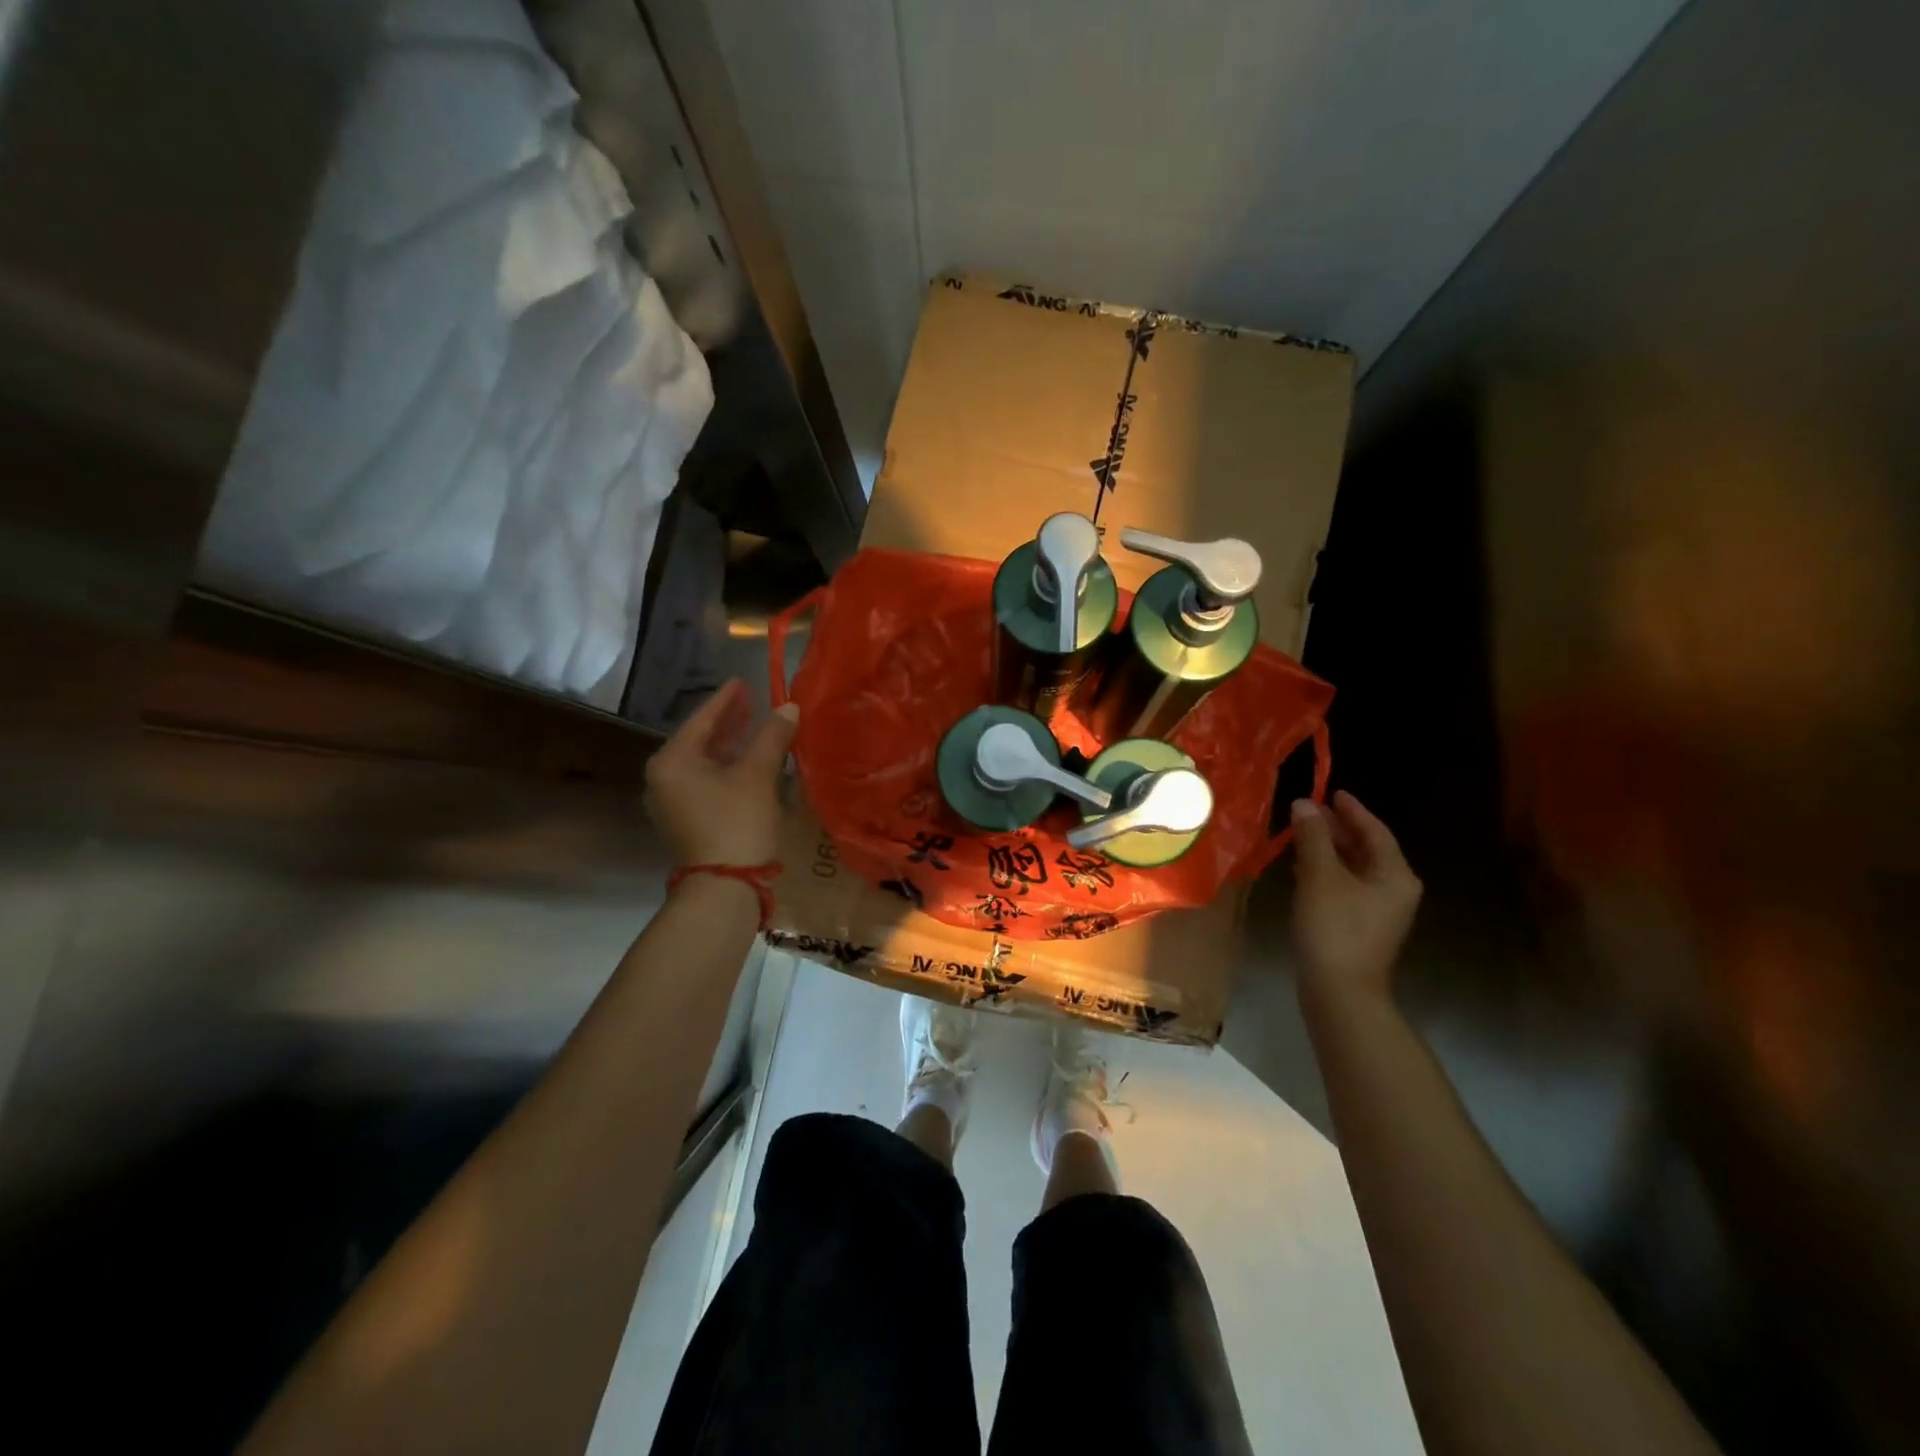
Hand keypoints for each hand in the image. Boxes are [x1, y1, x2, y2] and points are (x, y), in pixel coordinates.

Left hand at [645, 679, 798, 866]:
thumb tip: (789, 706)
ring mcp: (673, 801)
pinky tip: (750, 759)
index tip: (743, 681)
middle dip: (728, 721)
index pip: (701, 719)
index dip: (726, 700)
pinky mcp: (687, 819)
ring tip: (754, 725)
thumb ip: (772, 736)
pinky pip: (707, 780)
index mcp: (672, 761)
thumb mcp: (757, 774)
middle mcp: (664, 778)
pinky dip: (728, 767)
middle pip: (700, 739)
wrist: (725, 886)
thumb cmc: (737, 822)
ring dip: (730, 744)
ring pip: (705, 762)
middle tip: (751, 700)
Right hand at [1289, 791, 1421, 1001]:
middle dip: (1336, 829)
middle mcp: (1393, 890)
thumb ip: (1313, 837)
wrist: (1340, 991)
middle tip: (1308, 811)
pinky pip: (1344, 887)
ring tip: (1299, 834)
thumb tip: (1304, 804)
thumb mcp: (1320, 876)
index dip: (1351, 810)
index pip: (1374, 831)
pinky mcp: (1359, 927)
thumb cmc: (1335, 928)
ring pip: (1353, 868)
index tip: (1331, 791)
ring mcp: (1378, 911)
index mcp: (1395, 875)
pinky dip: (1325, 872)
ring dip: (1328, 850)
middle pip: (1365, 848)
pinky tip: (1301, 869)